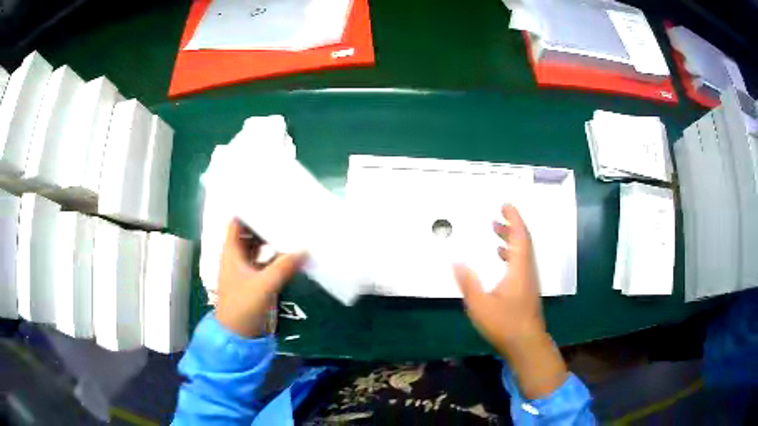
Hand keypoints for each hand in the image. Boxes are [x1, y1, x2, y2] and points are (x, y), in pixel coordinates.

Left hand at [216, 219, 305, 337]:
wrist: (238, 335)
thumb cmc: (243, 306)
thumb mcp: (263, 285)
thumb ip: (283, 267)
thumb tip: (305, 249)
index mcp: (232, 253)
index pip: (237, 223)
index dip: (248, 211)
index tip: (267, 200)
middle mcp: (238, 257)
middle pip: (250, 234)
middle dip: (265, 224)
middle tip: (286, 212)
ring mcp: (247, 270)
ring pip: (259, 249)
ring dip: (272, 241)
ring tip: (292, 228)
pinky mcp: (256, 282)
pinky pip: (267, 263)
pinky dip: (277, 258)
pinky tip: (292, 254)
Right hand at [454, 205, 566, 398]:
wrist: (526, 344)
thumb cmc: (504, 324)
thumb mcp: (480, 305)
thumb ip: (468, 283)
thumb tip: (456, 262)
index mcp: (519, 269)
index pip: (520, 236)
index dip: (514, 219)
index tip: (506, 205)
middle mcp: (527, 271)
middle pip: (523, 242)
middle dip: (511, 227)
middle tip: (496, 218)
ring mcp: (529, 281)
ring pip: (523, 253)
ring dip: (511, 241)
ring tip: (496, 235)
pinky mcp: (527, 290)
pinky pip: (521, 263)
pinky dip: (511, 255)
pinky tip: (500, 261)